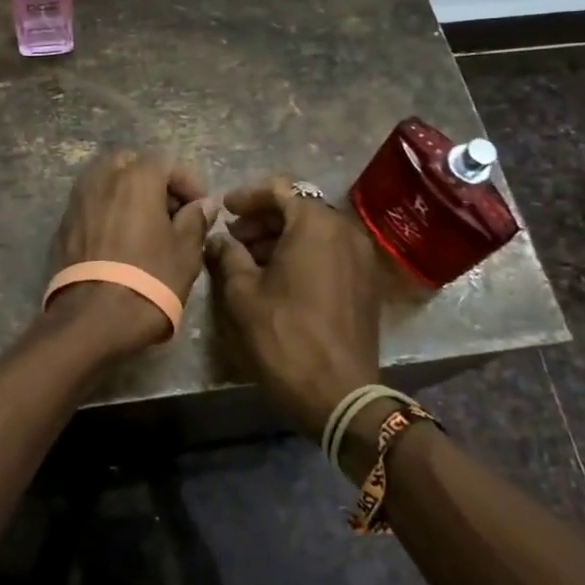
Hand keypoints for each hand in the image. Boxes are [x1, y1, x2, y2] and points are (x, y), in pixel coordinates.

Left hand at [48, 150, 214, 355]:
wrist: (92, 319)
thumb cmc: (149, 279)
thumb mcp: (186, 251)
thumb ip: (195, 220)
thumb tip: (203, 204)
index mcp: (136, 177)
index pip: (167, 163)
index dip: (189, 183)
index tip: (201, 208)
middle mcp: (102, 178)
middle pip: (131, 164)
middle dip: (153, 181)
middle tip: (170, 211)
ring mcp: (78, 199)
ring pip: (106, 181)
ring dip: (127, 194)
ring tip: (146, 225)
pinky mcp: (63, 224)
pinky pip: (91, 204)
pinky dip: (108, 211)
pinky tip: (120, 240)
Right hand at [205, 176, 390, 437]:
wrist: (341, 395)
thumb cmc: (286, 336)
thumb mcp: (243, 293)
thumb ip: (228, 255)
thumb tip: (218, 239)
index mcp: (316, 224)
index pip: (278, 190)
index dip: (247, 197)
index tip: (224, 210)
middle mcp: (345, 231)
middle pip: (299, 208)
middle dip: (263, 218)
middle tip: (233, 236)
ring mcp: (362, 257)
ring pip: (315, 231)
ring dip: (282, 237)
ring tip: (249, 258)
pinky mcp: (366, 282)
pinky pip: (330, 252)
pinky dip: (303, 253)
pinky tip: (278, 276)